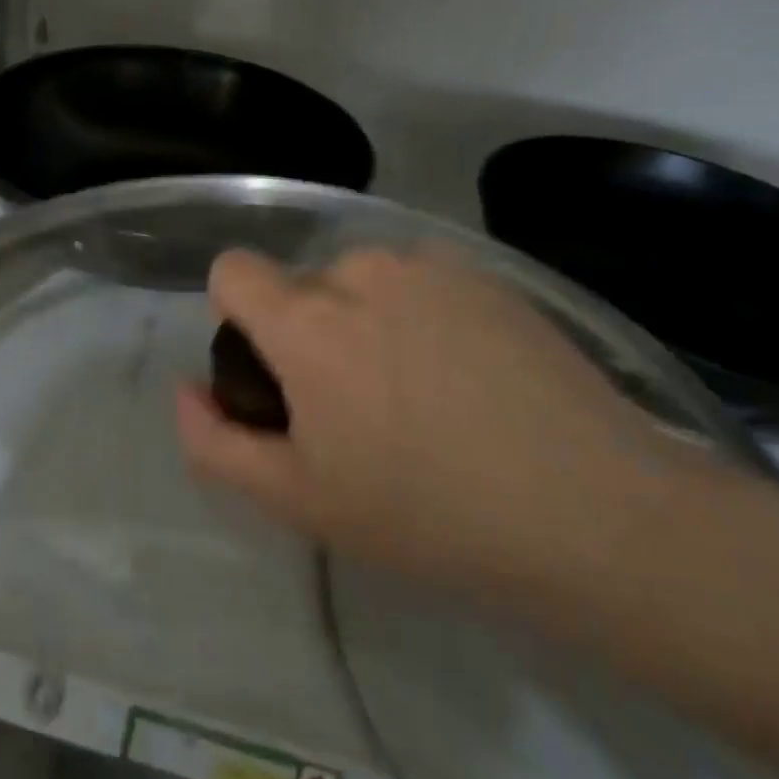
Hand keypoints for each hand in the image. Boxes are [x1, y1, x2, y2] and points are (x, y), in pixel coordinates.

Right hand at [177, 245, 670, 594]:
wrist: (592, 511)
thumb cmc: (427, 513)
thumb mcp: (299, 499)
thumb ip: (216, 442)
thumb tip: (186, 389)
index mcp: (307, 319)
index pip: (233, 270)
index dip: (236, 315)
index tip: (273, 373)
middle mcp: (361, 270)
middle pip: (302, 285)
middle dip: (309, 331)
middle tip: (359, 407)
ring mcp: (431, 265)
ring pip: (362, 280)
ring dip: (367, 320)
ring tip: (420, 393)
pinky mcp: (487, 274)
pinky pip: (421, 281)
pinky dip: (422, 314)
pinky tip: (471, 375)